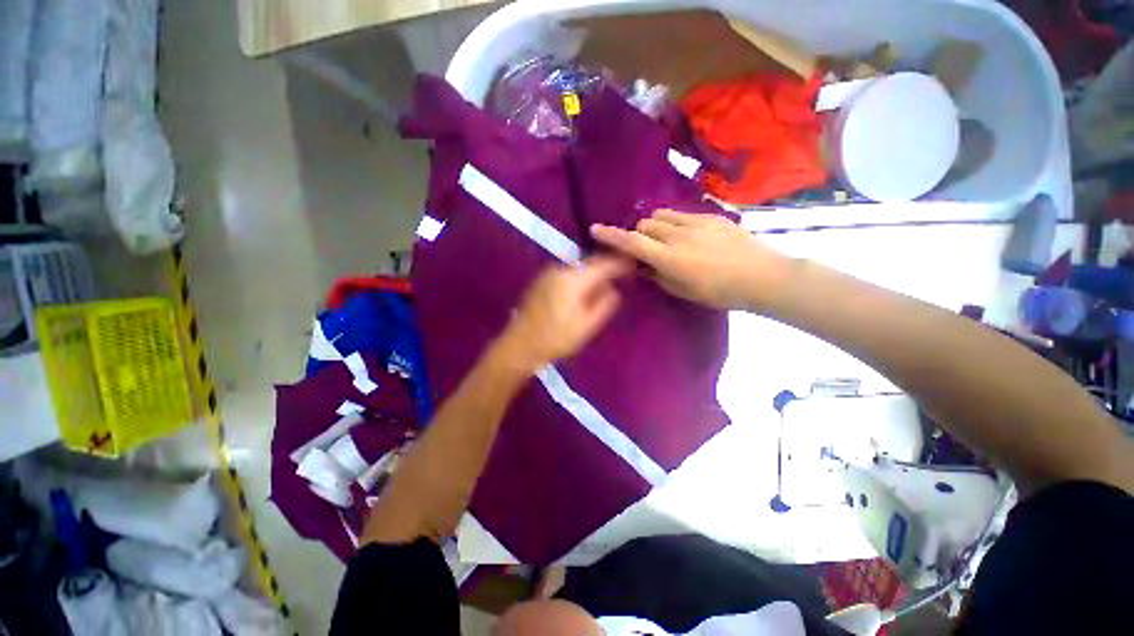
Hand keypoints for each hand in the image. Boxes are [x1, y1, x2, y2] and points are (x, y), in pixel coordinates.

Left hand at [495, 256, 632, 371]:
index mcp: (573, 279)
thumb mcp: (586, 326)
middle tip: (624, 273)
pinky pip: (567, 274)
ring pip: (578, 269)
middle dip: (607, 267)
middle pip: (590, 264)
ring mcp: (548, 274)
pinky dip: (580, 278)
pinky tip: (585, 289)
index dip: (620, 263)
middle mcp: (560, 269)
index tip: (634, 263)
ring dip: (593, 273)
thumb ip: (604, 304)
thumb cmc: (555, 339)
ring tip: (607, 282)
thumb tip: (613, 289)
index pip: (603, 264)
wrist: (519, 346)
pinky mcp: (541, 281)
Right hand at [591, 210, 788, 310]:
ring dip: (655, 226)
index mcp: (670, 258)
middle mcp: (679, 235)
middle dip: (638, 235)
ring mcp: (697, 223)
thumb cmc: (721, 292)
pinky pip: (682, 214)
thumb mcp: (684, 291)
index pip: (632, 243)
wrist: (763, 276)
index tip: (596, 229)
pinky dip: (675, 223)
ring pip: (662, 216)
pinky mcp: (712, 217)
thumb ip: (659, 276)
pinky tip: (688, 236)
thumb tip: (644, 266)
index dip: (612, 236)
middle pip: (645, 225)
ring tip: (665, 239)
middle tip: (646, 249)